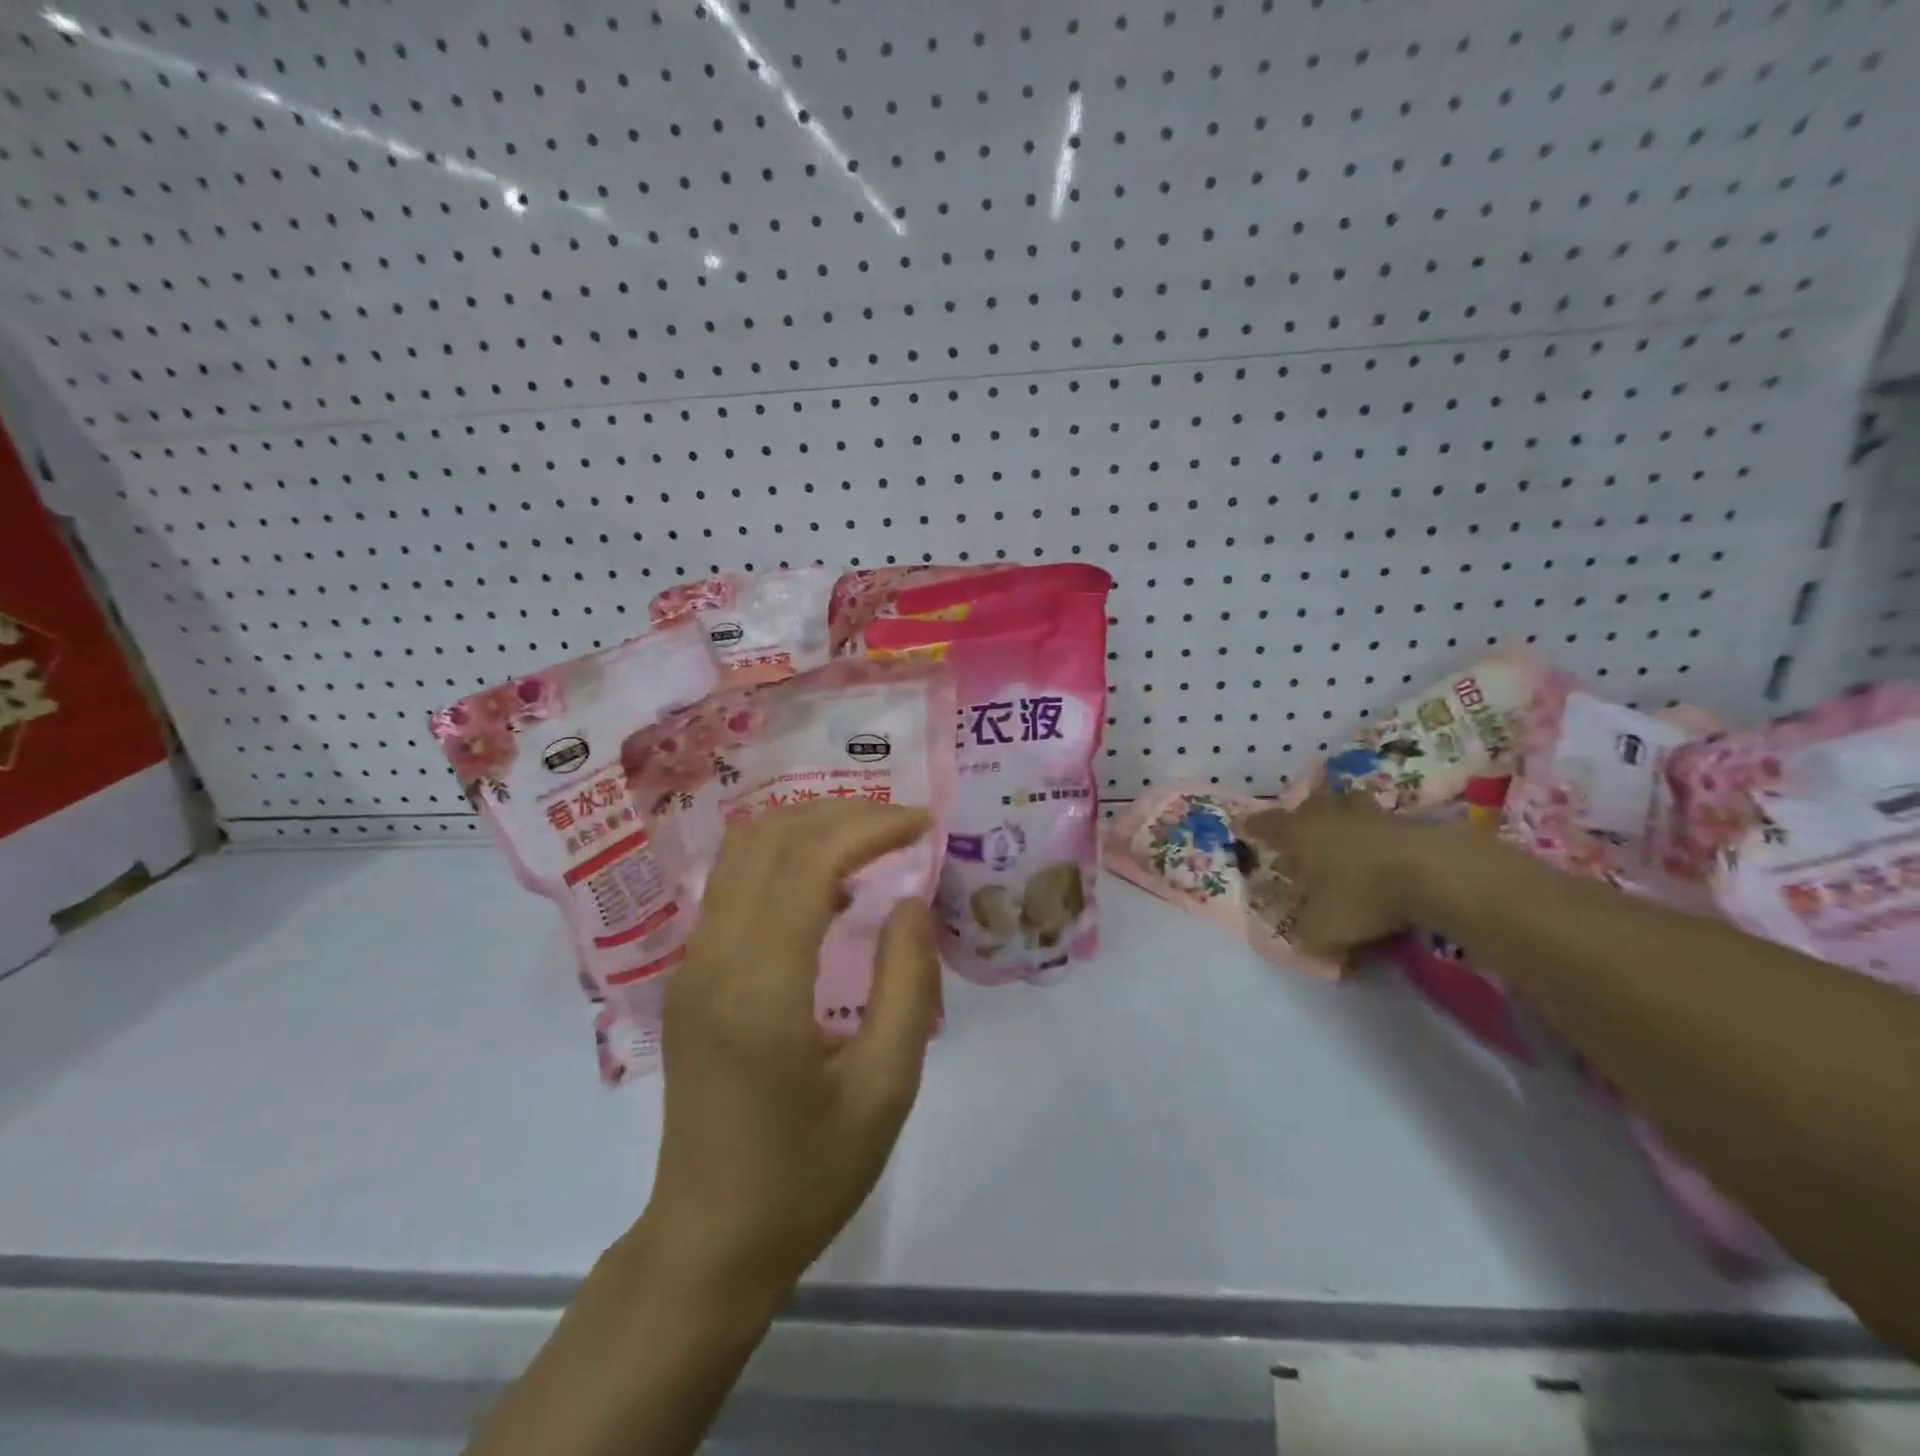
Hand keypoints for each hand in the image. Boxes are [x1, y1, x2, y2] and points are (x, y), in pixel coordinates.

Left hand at [639, 800, 941, 1310]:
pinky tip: (830, 887)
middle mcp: (713, 960)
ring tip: (871, 841)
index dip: (869, 827)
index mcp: (760, 990)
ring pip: (743, 853)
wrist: (709, 1241)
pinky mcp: (689, 976)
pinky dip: (784, 860)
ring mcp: (692, 964)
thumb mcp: (886, 1089)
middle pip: (768, 840)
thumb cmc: (807, 1175)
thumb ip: (907, 985)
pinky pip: (734, 886)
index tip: (922, 824)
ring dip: (808, 828)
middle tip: (902, 824)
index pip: (808, 863)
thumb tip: (909, 902)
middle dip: (840, 814)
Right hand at [1240, 790, 1425, 964]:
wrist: (1434, 873)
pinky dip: (1376, 835)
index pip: (1264, 825)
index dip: (1252, 828)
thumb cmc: (1361, 895)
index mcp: (1297, 834)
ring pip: (1346, 807)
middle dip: (1300, 816)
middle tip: (1298, 831)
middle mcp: (1327, 816)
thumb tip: (1303, 941)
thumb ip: (1305, 936)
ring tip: (1342, 835)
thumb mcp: (1322, 929)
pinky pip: (1381, 824)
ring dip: (1341, 818)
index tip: (1243, 827)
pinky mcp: (1407, 821)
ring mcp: (1368, 814)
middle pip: (1307, 806)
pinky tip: (1381, 853)